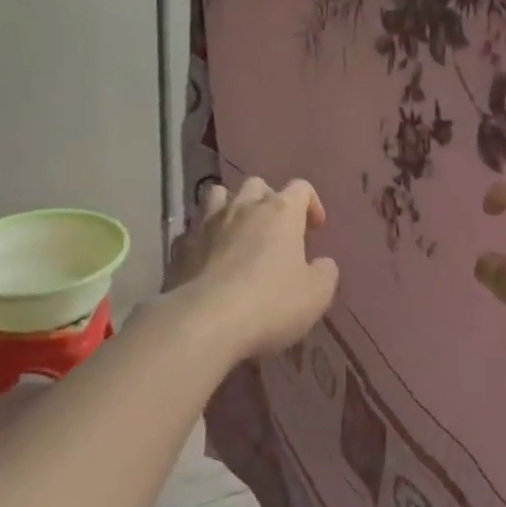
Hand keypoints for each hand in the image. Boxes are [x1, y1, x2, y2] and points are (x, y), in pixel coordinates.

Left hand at [174, 178, 337, 359]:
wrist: (204, 322)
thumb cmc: (270, 303)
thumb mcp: (316, 294)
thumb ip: (325, 272)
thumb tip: (321, 264)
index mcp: (281, 212)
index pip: (301, 187)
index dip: (311, 204)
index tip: (315, 229)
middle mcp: (244, 207)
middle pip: (257, 185)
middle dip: (268, 200)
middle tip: (274, 229)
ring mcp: (207, 223)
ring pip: (219, 195)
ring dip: (231, 207)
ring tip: (236, 231)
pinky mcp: (181, 246)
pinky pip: (193, 229)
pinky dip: (203, 237)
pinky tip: (206, 258)